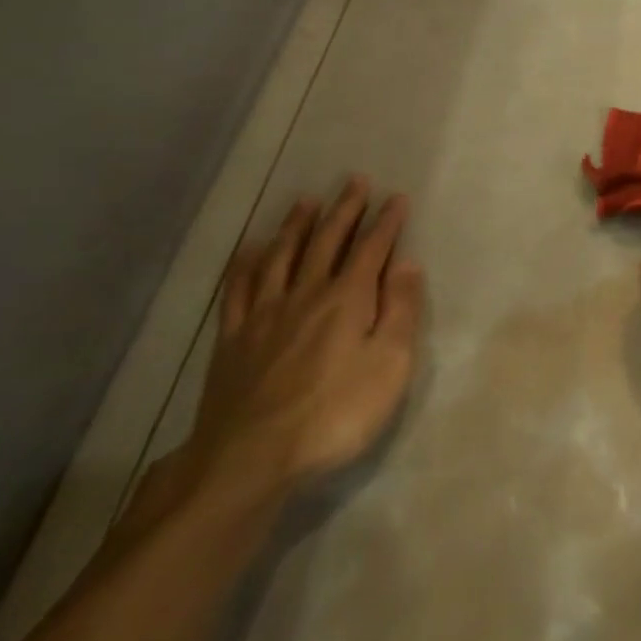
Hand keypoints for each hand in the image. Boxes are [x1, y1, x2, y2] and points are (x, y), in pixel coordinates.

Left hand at [170, 179, 425, 508]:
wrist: (250, 458)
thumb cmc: (334, 414)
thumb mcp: (389, 365)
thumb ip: (401, 310)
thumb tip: (407, 263)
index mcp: (347, 298)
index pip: (372, 248)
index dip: (386, 222)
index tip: (397, 198)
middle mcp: (306, 293)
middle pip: (327, 241)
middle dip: (344, 210)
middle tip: (354, 182)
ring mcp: (264, 314)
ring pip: (282, 256)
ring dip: (297, 225)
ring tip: (307, 201)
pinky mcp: (233, 338)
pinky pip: (239, 288)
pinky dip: (247, 263)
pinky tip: (251, 250)